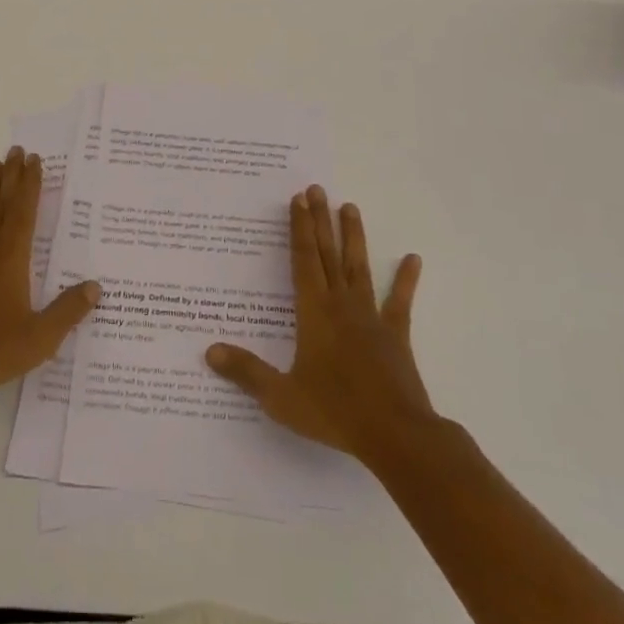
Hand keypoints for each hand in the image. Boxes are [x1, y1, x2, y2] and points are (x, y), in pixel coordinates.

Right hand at [206, 185, 431, 461]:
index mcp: (314, 313)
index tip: (297, 200)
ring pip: (359, 267)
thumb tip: (209, 351)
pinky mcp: (395, 334)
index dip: (299, 229)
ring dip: (354, 236)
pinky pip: (400, 301)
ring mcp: (371, 317)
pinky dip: (405, 279)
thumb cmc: (334, 412)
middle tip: (316, 189)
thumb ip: (246, 372)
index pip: (303, 260)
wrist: (396, 434)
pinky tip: (413, 258)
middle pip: (328, 254)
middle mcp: (341, 304)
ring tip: (350, 206)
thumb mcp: (281, 397)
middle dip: (320, 220)